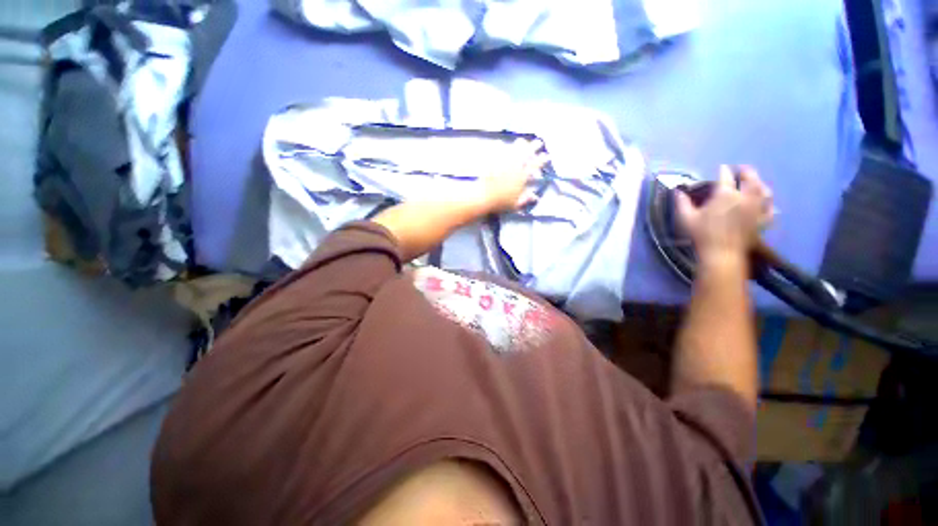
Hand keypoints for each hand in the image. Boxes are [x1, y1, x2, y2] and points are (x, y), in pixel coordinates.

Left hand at [476, 139, 548, 212]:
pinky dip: (501, 147)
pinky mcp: (493, 161)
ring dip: (520, 144)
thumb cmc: (500, 203)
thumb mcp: (515, 204)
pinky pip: (498, 151)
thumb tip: (535, 197)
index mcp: (521, 177)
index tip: (547, 155)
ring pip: (514, 149)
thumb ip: (525, 199)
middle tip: (539, 142)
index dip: (542, 160)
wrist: (484, 198)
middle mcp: (514, 167)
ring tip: (522, 141)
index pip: (535, 166)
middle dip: (534, 147)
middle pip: (527, 153)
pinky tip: (501, 143)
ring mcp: (504, 163)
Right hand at [676, 165, 773, 263]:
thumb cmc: (701, 234)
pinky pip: (770, 209)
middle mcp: (745, 197)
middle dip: (746, 172)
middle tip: (741, 170)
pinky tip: (766, 204)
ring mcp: (756, 209)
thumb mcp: (686, 218)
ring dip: (760, 184)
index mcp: (725, 194)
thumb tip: (677, 191)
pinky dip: (769, 204)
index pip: (725, 176)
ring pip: (764, 191)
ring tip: (756, 184)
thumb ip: (682, 203)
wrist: (721, 253)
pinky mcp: (762, 221)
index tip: (721, 168)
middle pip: (751, 178)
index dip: (723, 170)